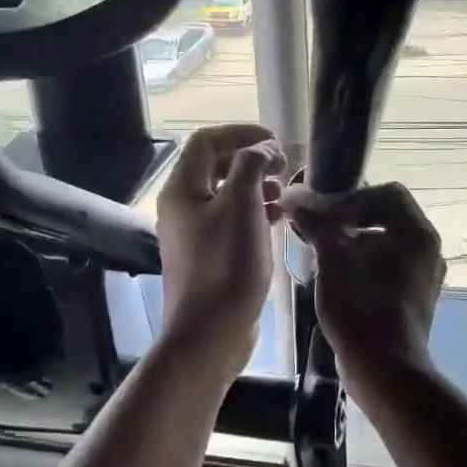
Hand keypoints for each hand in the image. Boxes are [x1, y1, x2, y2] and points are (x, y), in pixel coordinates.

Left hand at [157, 123, 285, 371]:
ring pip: (225, 194)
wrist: (209, 333)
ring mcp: (193, 233)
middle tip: (284, 168)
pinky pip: (230, 221)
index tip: (277, 144)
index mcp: (182, 188)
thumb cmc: (226, 264)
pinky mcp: (208, 256)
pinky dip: (254, 212)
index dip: (242, 134)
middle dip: (251, 160)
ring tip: (284, 195)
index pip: (207, 140)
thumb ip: (251, 165)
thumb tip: (263, 148)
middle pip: (215, 166)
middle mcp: (181, 206)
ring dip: (256, 186)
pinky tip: (277, 221)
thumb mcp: (242, 205)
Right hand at [283, 183, 445, 372]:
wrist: (383, 369)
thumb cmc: (360, 305)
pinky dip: (364, 264)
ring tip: (323, 255)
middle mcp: (428, 249)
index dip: (351, 197)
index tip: (324, 214)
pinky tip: (338, 279)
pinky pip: (389, 267)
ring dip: (354, 242)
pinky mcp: (415, 298)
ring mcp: (425, 276)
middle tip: (320, 230)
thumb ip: (315, 221)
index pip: (387, 193)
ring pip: (386, 243)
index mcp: (417, 232)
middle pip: (386, 216)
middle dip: (349, 219)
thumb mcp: (331, 258)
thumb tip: (293, 196)